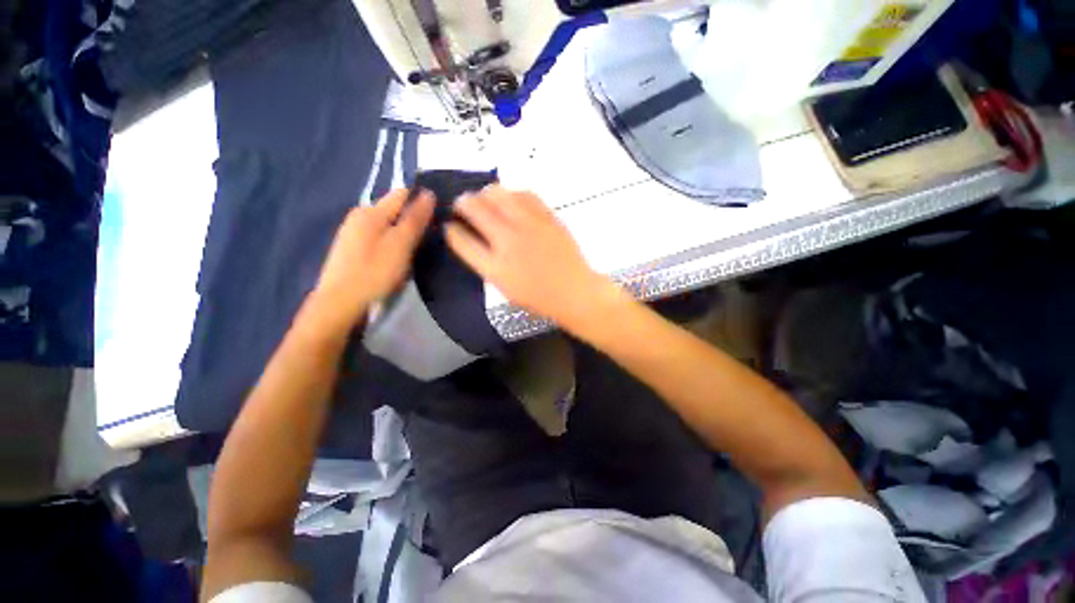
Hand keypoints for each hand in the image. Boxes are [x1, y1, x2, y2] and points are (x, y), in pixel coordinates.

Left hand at [303, 189, 434, 335]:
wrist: (339, 303)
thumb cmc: (374, 272)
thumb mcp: (400, 244)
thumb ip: (414, 219)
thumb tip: (428, 193)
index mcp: (371, 211)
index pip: (402, 194)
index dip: (422, 201)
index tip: (439, 217)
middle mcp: (359, 215)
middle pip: (394, 209)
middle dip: (413, 219)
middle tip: (431, 238)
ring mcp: (353, 232)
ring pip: (387, 224)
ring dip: (403, 232)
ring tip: (417, 249)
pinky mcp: (352, 248)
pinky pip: (379, 236)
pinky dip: (391, 242)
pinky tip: (397, 257)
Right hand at [445, 185, 613, 326]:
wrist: (574, 291)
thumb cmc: (539, 297)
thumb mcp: (505, 288)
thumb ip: (486, 264)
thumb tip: (474, 240)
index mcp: (495, 267)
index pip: (461, 240)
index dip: (452, 230)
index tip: (450, 225)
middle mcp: (508, 241)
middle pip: (475, 210)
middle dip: (462, 203)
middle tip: (462, 204)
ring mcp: (529, 226)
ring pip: (498, 194)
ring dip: (485, 193)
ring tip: (484, 197)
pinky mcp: (547, 217)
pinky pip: (524, 194)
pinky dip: (512, 193)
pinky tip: (511, 198)